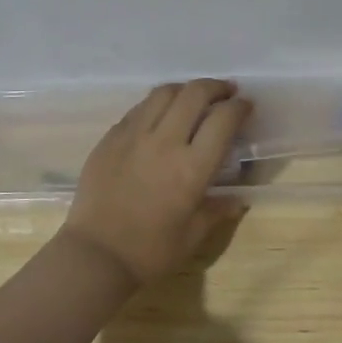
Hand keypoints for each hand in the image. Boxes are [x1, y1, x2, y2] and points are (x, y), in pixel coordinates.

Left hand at [63, 79, 251, 285]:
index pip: (223, 120)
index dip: (239, 107)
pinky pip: (138, 109)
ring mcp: (133, 136)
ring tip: (193, 97)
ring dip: (185, 89)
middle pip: (194, 94)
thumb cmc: (150, 251)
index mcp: (192, 168)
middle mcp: (165, 142)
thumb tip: (238, 200)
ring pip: (163, 93)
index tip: (246, 106)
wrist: (95, 255)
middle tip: (226, 92)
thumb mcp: (193, 235)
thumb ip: (217, 210)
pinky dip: (157, 104)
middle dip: (216, 87)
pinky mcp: (110, 138)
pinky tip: (160, 115)